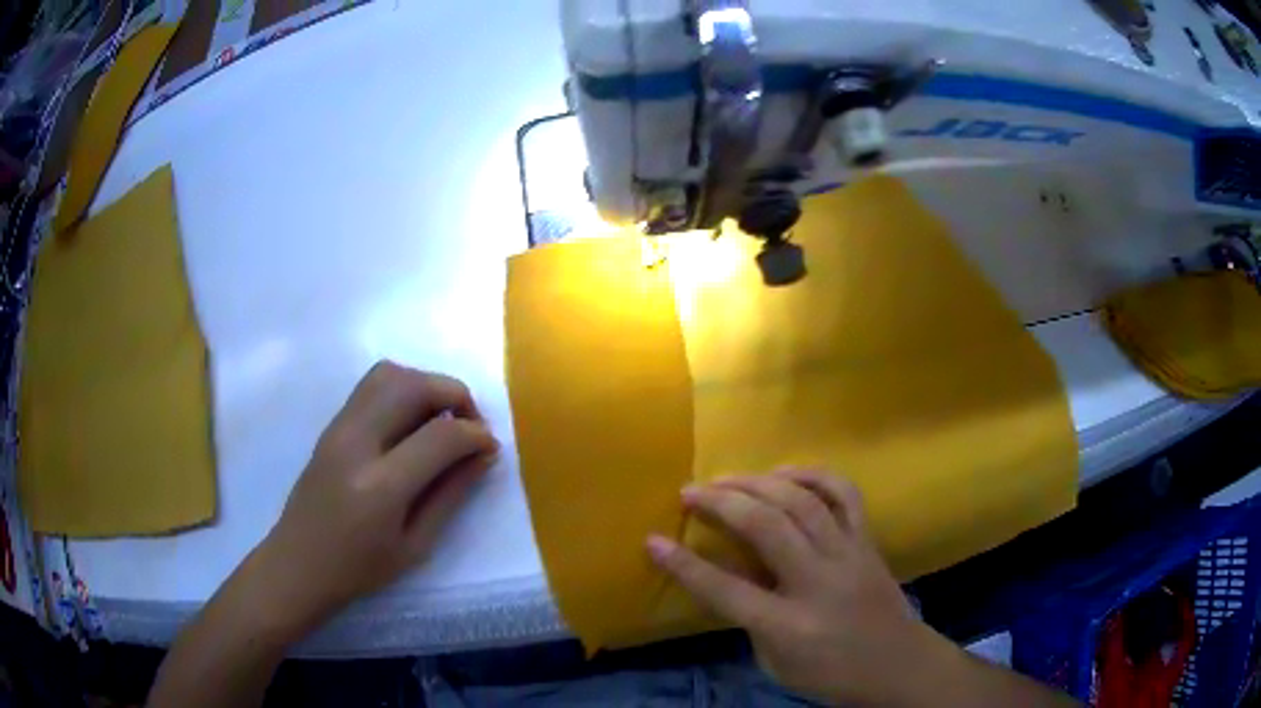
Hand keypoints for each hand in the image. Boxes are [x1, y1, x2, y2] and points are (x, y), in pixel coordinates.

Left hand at [248, 361, 498, 638]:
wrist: (298, 563)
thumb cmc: (359, 569)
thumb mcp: (416, 545)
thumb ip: (451, 494)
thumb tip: (484, 454)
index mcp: (380, 486)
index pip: (440, 435)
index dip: (476, 434)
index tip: (490, 447)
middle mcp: (356, 443)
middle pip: (414, 386)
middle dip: (455, 395)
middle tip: (470, 426)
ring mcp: (339, 428)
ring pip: (390, 373)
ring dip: (427, 386)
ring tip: (442, 420)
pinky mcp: (331, 424)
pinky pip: (372, 385)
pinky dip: (403, 390)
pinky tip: (412, 425)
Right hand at [647, 470, 939, 705]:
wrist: (897, 665)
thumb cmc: (830, 674)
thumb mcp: (776, 662)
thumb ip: (750, 618)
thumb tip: (729, 574)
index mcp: (789, 625)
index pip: (726, 590)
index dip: (684, 565)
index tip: (652, 541)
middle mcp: (819, 582)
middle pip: (766, 528)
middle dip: (722, 503)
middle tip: (690, 491)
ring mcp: (848, 555)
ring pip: (802, 502)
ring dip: (759, 482)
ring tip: (727, 478)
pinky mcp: (867, 540)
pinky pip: (844, 494)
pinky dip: (813, 474)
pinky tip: (785, 472)